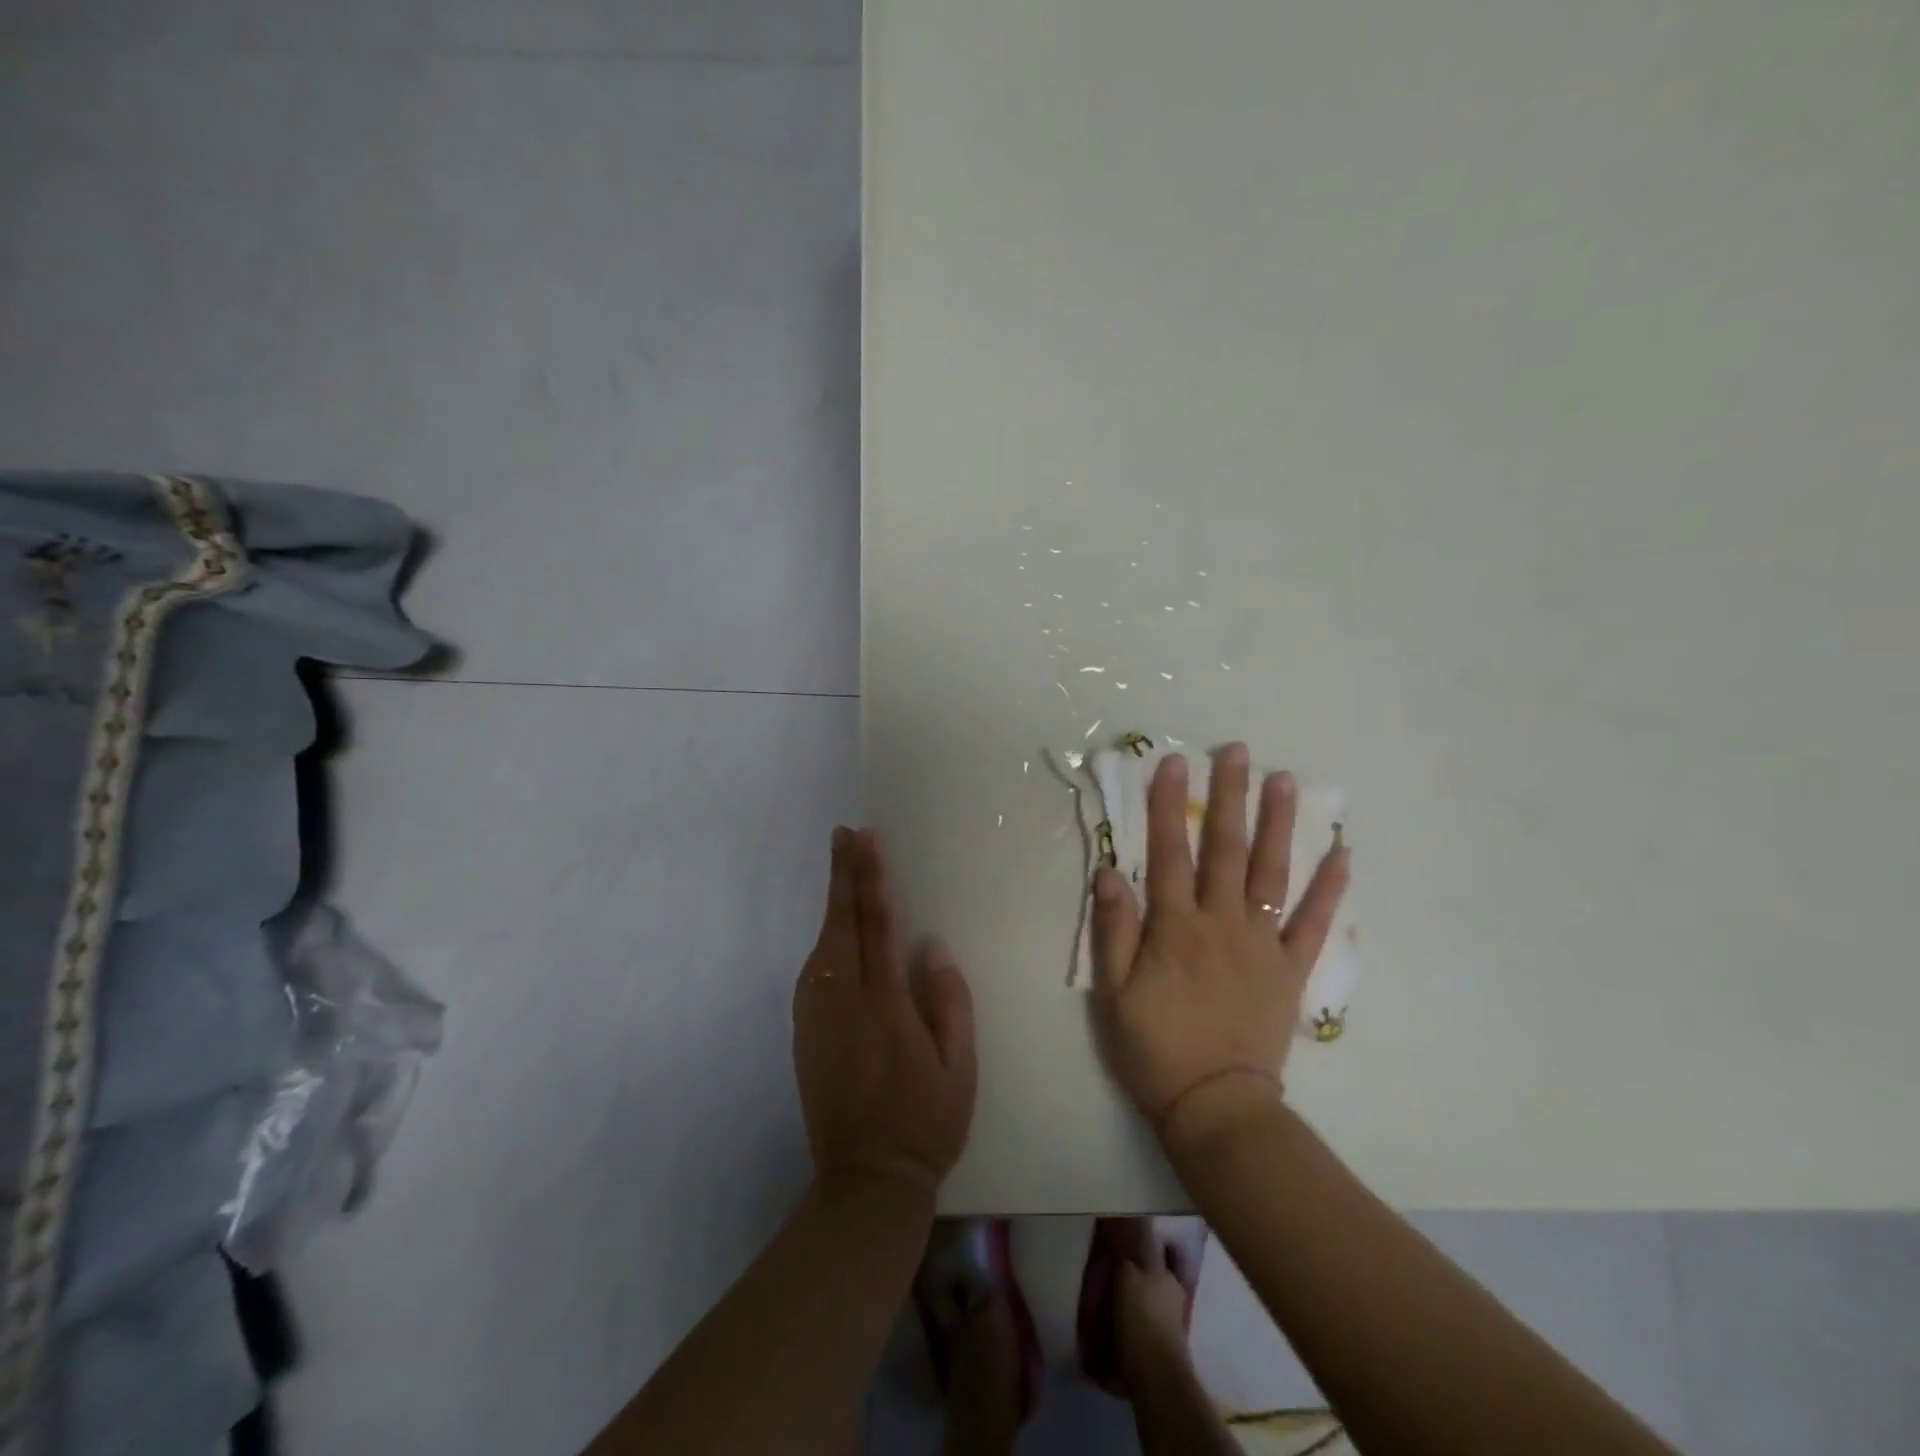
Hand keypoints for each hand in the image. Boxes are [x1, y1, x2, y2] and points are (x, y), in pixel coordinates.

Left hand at [793, 827, 977, 1199]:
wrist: (866, 1179)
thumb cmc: (926, 1121)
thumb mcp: (961, 1067)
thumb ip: (949, 1002)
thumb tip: (932, 946)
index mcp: (887, 1005)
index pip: (878, 926)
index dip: (872, 879)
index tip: (867, 841)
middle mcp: (846, 1002)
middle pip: (843, 924)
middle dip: (843, 875)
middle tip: (842, 834)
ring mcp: (818, 1018)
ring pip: (822, 945)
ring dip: (831, 902)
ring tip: (839, 866)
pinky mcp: (805, 1034)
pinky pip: (812, 974)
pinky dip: (822, 940)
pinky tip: (831, 928)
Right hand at [1090, 744, 1348, 1139]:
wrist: (1215, 1106)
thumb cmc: (1154, 1047)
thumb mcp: (1113, 993)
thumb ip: (1113, 930)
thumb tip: (1109, 871)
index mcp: (1175, 927)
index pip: (1169, 852)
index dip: (1169, 806)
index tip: (1173, 763)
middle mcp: (1221, 923)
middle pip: (1226, 849)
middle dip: (1230, 796)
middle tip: (1236, 751)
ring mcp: (1262, 944)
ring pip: (1273, 873)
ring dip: (1280, 824)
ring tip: (1286, 781)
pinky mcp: (1291, 970)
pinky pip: (1313, 924)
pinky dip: (1328, 889)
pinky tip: (1341, 854)